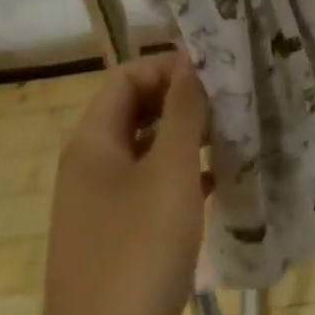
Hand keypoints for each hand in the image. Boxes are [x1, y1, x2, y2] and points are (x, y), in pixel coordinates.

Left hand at [33, 54, 207, 314]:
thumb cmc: (137, 253)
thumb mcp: (171, 171)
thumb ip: (184, 110)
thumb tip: (190, 61)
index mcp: (91, 141)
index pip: (128, 75)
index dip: (168, 67)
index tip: (212, 74)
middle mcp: (87, 167)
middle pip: (135, 111)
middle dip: (180, 102)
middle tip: (225, 105)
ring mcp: (95, 209)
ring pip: (143, 151)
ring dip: (183, 141)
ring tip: (227, 140)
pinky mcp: (110, 244)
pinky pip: (144, 190)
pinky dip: (176, 180)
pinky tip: (211, 188)